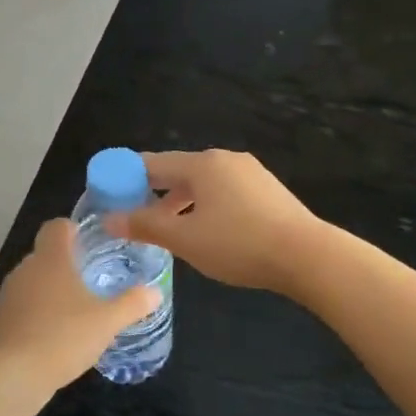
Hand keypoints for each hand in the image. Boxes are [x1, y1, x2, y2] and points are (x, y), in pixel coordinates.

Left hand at [0, 218, 159, 387]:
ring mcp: (8, 295)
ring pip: (33, 282)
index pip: (56, 227)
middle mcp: (25, 269)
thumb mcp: (108, 321)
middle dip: (67, 265)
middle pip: (46, 255)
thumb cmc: (64, 337)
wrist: (14, 376)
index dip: (73, 230)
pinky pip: (22, 307)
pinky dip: (37, 314)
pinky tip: (54, 337)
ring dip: (51, 291)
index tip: (90, 244)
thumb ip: (133, 303)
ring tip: (75, 313)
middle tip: (92, 283)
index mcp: (51, 259)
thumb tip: (155, 292)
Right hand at [105, 150, 323, 295]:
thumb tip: (110, 219)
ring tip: (168, 230)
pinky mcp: (267, 191)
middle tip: (135, 218)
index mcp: (202, 164)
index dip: (126, 178)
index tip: (109, 197)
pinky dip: (206, 207)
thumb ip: (146, 226)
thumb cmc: (239, 244)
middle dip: (154, 194)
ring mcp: (251, 173)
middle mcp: (226, 160)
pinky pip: (224, 193)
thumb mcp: (185, 239)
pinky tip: (206, 232)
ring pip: (203, 184)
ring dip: (181, 203)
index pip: (152, 163)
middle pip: (178, 172)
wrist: (306, 255)